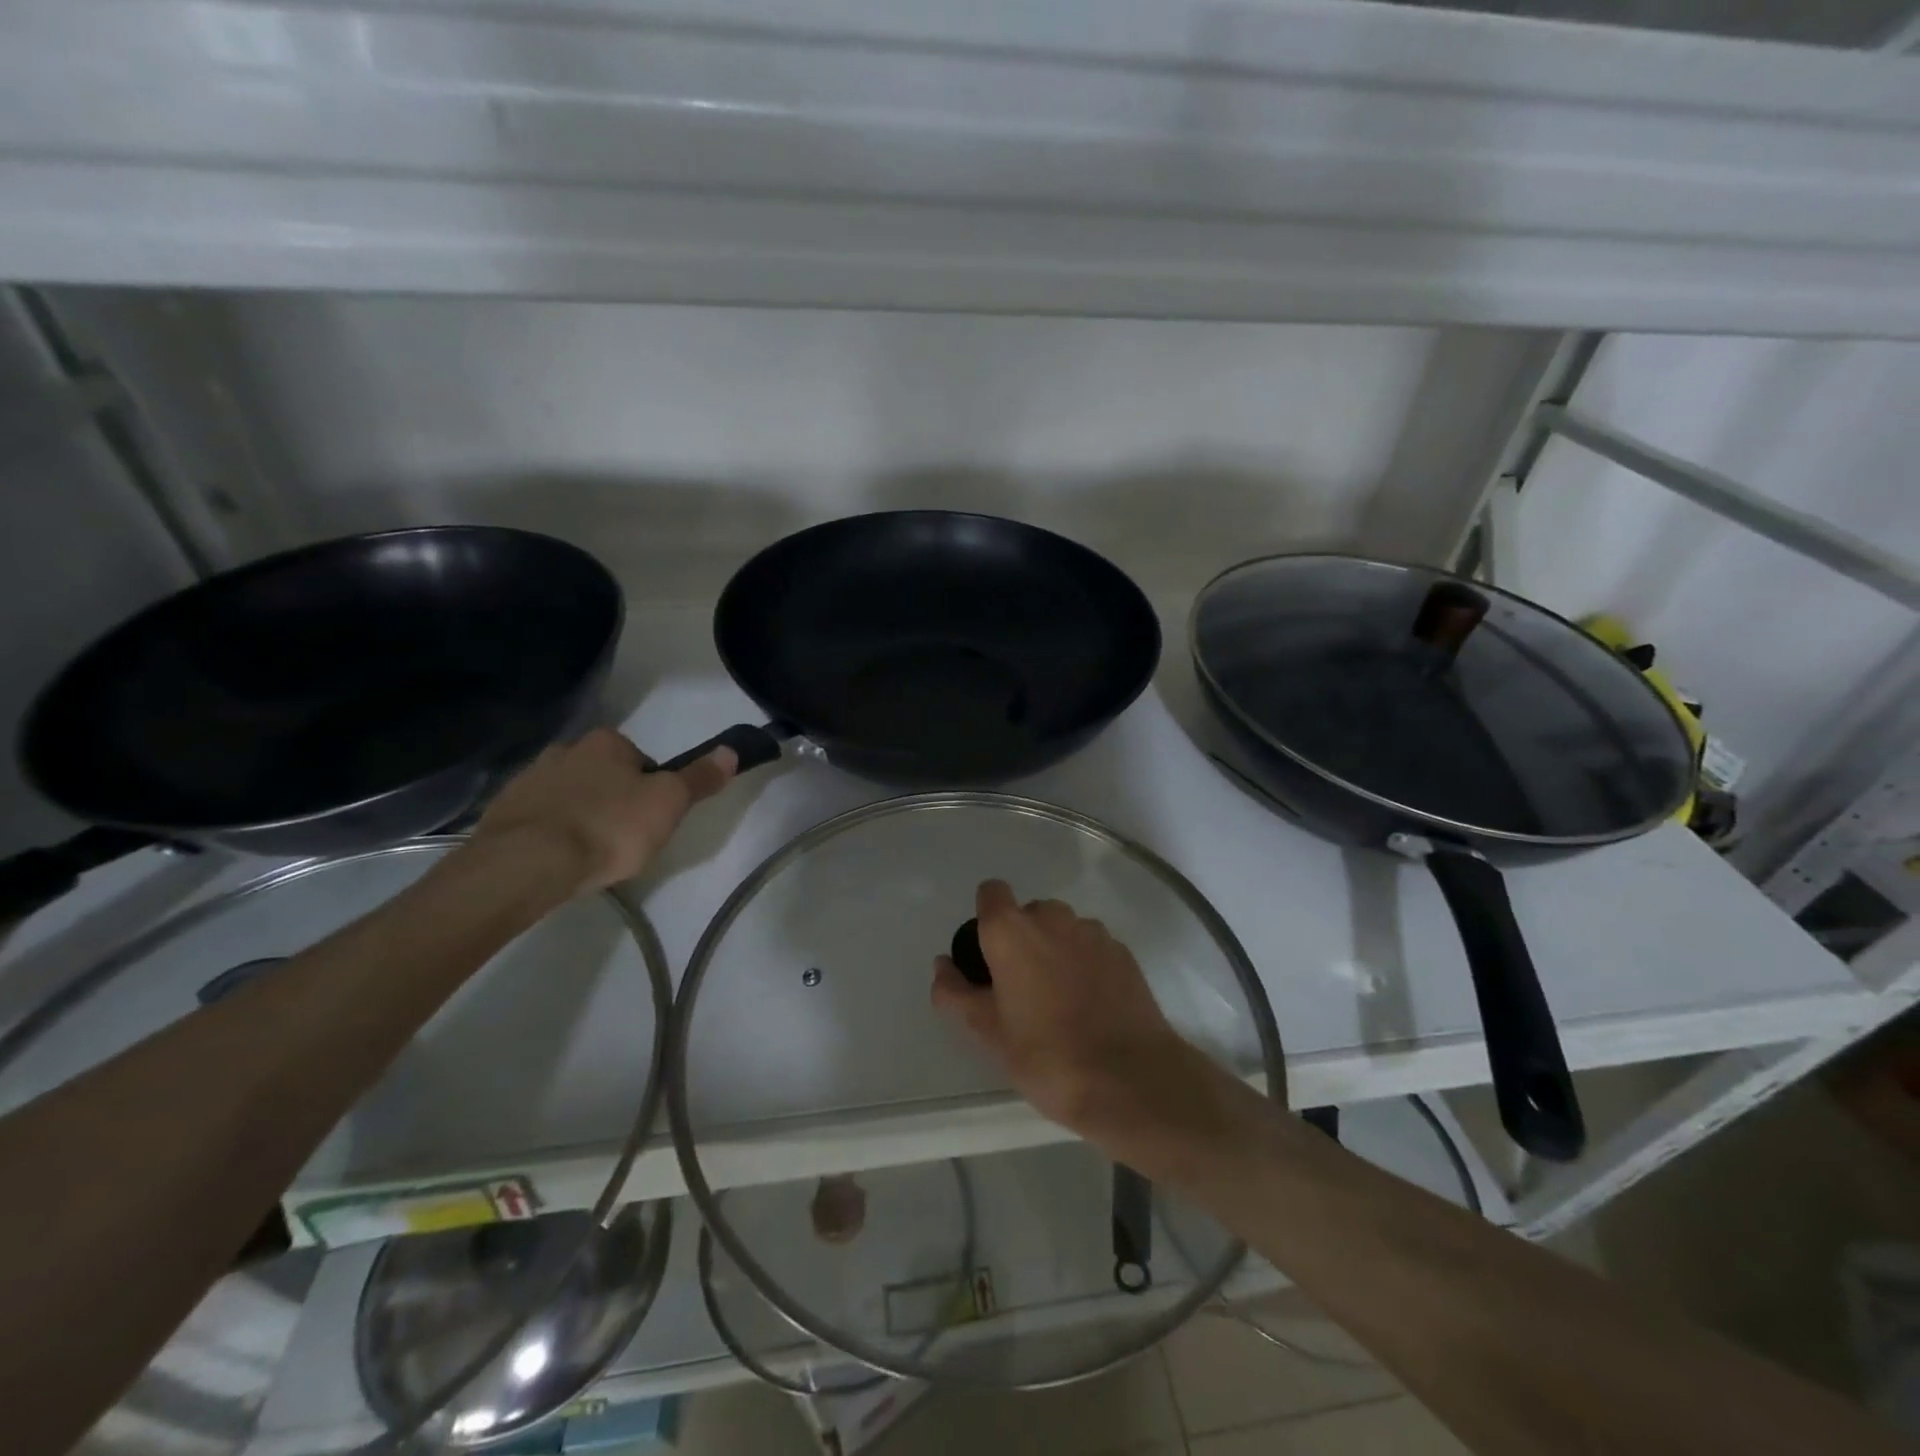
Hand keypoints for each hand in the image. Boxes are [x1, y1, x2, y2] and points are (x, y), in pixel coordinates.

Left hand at [469, 729, 734, 892]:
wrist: (528, 864)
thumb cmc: (610, 827)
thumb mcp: (669, 803)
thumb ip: (699, 778)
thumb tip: (731, 750)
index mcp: (606, 742)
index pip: (641, 759)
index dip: (652, 788)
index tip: (654, 818)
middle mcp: (564, 750)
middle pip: (603, 775)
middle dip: (614, 799)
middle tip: (626, 837)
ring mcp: (527, 780)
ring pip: (569, 796)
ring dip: (581, 815)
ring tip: (592, 853)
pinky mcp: (502, 813)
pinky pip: (539, 819)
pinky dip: (552, 833)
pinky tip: (561, 860)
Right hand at [932, 879, 1229, 1155]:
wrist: (1130, 1080)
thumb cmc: (1046, 1056)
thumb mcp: (988, 1032)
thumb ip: (956, 992)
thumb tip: (942, 965)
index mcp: (1011, 931)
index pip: (991, 893)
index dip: (986, 918)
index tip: (987, 956)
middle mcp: (1052, 917)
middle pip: (1029, 913)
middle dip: (1022, 940)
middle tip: (1021, 990)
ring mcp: (1093, 932)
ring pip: (1063, 929)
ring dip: (1056, 950)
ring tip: (1060, 1002)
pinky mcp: (1123, 952)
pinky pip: (1093, 946)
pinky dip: (1086, 964)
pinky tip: (1092, 1006)